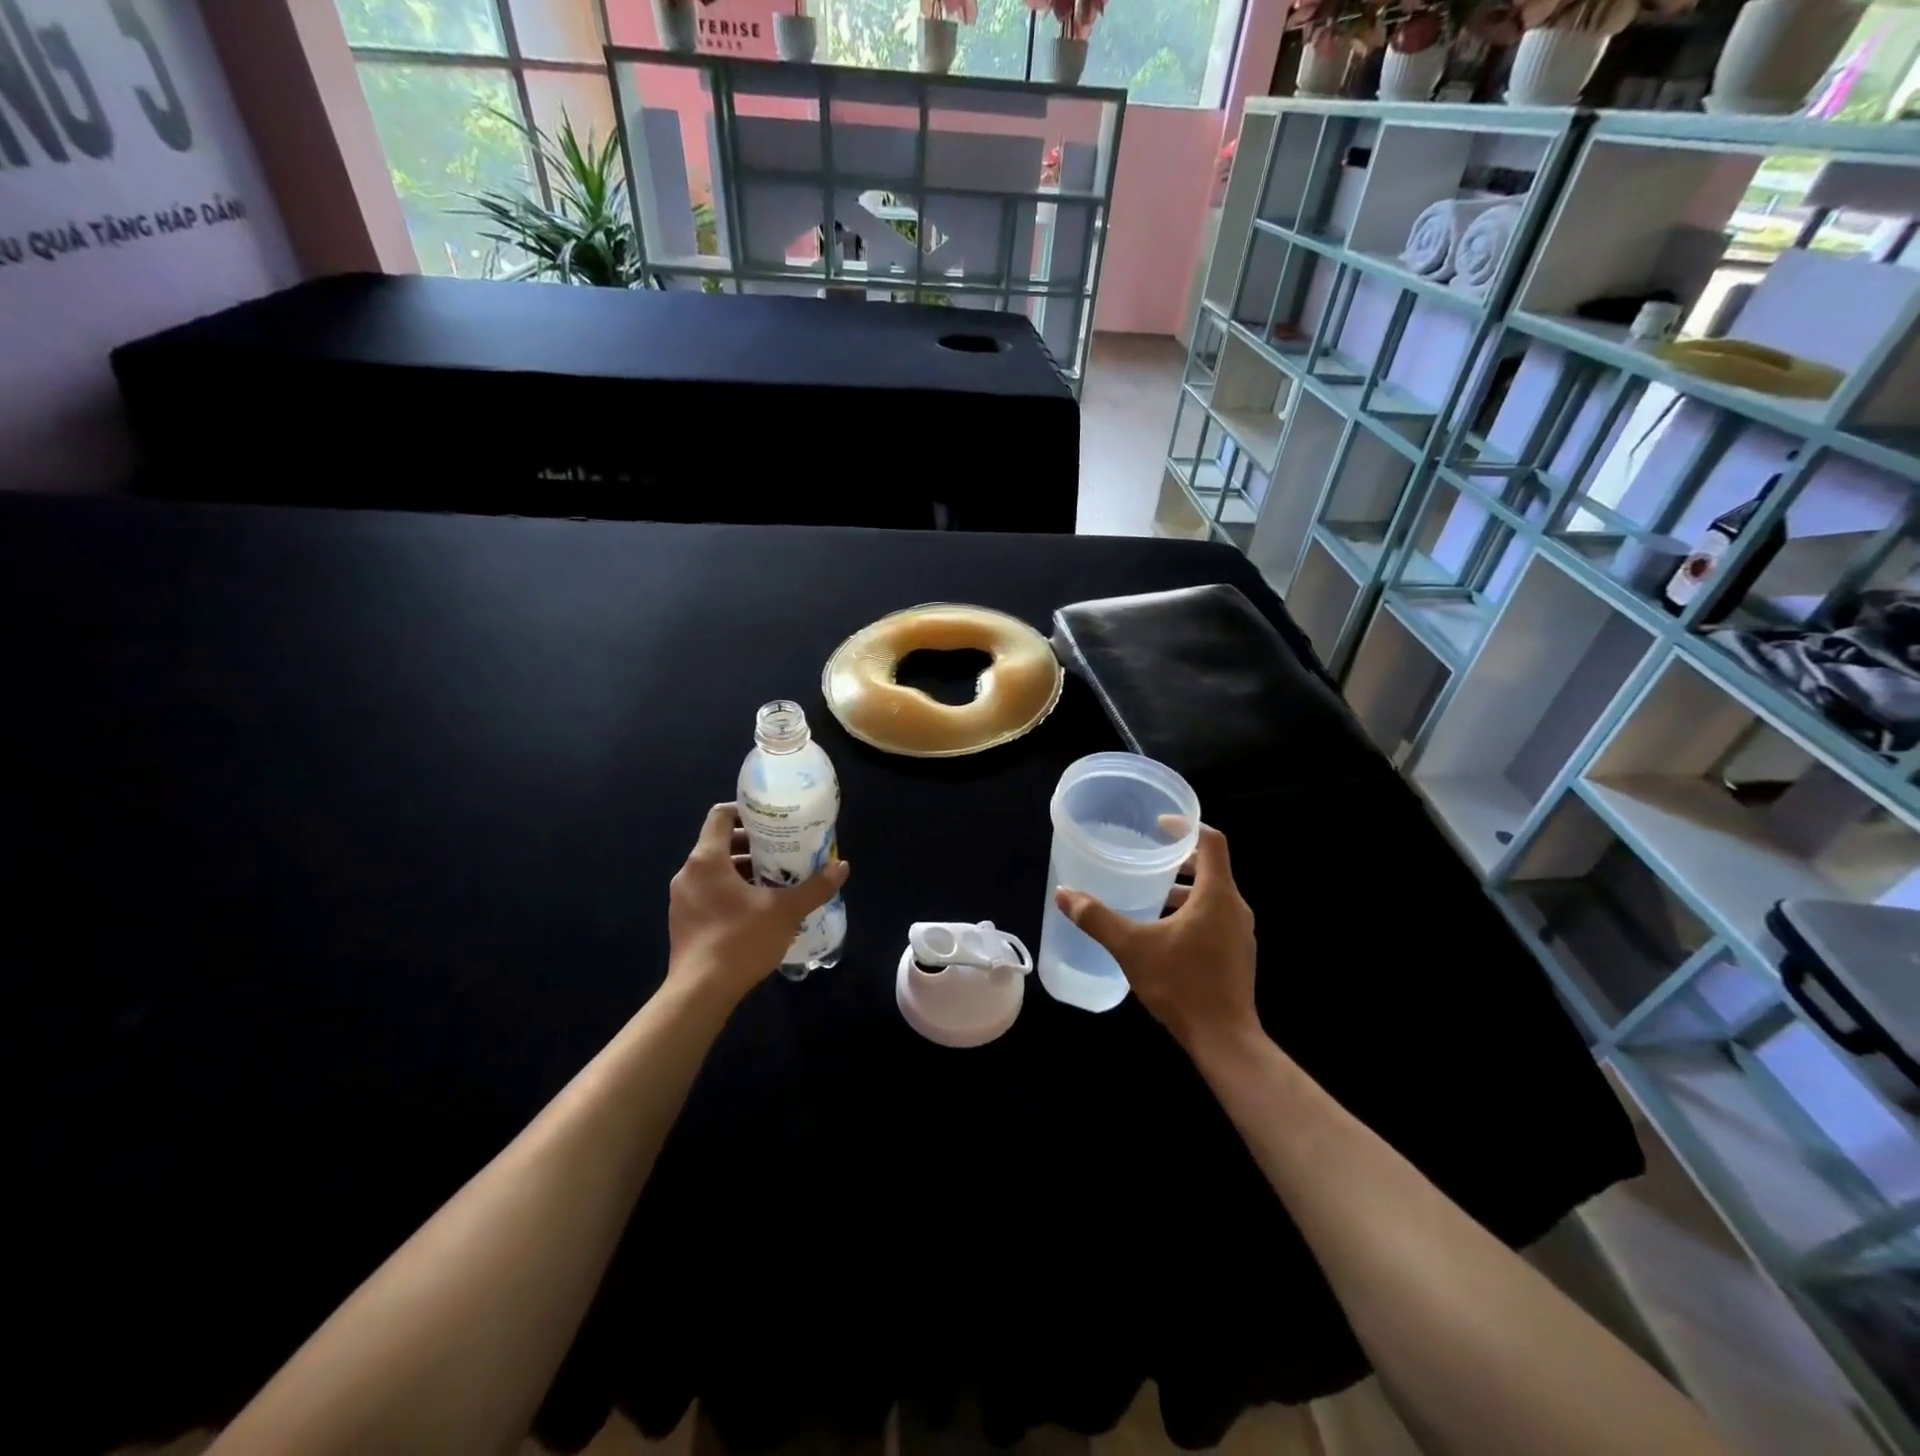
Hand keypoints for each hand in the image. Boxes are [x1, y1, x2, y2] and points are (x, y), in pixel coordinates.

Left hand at [667, 803, 849, 1007]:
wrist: (700, 993)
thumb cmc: (740, 940)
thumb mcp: (786, 911)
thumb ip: (815, 887)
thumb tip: (842, 867)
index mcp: (707, 860)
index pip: (721, 816)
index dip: (746, 812)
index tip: (772, 820)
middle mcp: (688, 873)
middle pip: (720, 844)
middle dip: (753, 845)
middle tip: (783, 851)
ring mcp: (681, 900)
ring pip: (715, 871)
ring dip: (743, 871)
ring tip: (776, 880)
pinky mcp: (683, 923)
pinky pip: (708, 894)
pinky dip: (731, 892)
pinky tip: (757, 909)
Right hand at [1053, 823, 1256, 1056]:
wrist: (1225, 1040)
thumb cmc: (1182, 984)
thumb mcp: (1132, 948)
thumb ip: (1097, 918)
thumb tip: (1064, 894)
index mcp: (1217, 895)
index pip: (1211, 842)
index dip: (1186, 827)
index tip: (1159, 825)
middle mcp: (1235, 908)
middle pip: (1212, 867)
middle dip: (1179, 860)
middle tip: (1147, 857)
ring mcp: (1240, 934)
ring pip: (1212, 896)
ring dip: (1184, 890)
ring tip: (1149, 895)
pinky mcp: (1238, 955)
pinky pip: (1215, 918)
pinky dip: (1191, 912)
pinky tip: (1163, 933)